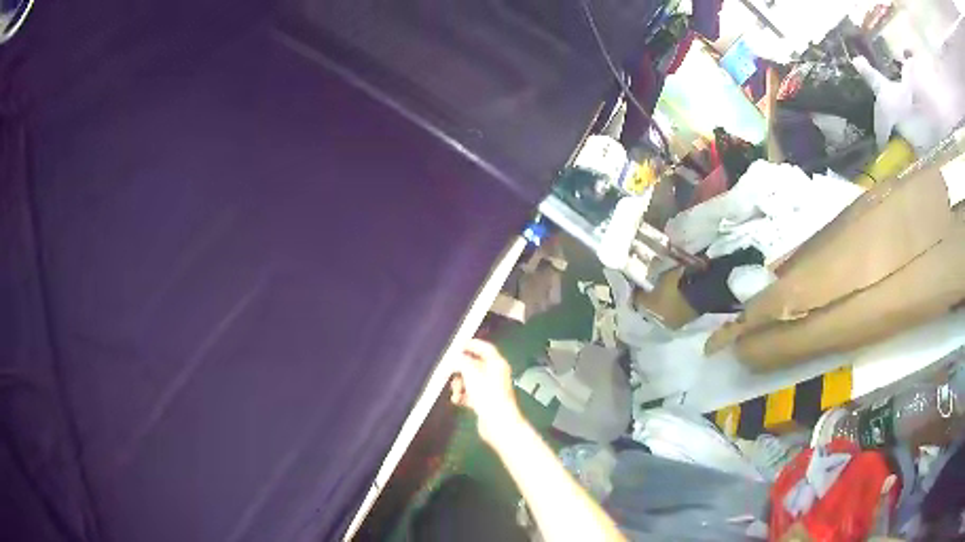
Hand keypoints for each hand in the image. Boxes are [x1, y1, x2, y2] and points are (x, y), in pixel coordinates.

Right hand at [450, 339, 521, 444]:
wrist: (498, 423)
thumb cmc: (488, 395)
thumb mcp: (471, 373)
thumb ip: (461, 361)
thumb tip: (454, 357)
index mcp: (497, 364)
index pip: (485, 348)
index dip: (471, 344)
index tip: (457, 345)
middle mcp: (495, 374)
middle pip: (474, 365)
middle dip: (460, 370)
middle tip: (449, 372)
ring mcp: (491, 389)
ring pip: (470, 380)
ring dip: (459, 384)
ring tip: (456, 392)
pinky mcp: (485, 402)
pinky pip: (470, 394)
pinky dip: (463, 395)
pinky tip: (457, 400)